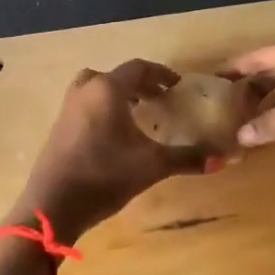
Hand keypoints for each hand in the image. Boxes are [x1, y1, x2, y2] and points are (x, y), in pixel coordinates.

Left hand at [9, 61, 207, 243]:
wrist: (52, 205)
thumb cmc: (104, 176)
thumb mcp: (151, 166)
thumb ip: (187, 158)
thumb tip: (222, 159)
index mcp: (107, 89)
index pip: (139, 68)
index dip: (161, 74)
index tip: (178, 86)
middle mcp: (86, 90)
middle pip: (117, 76)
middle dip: (142, 84)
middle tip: (161, 98)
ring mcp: (68, 107)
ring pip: (98, 87)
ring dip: (120, 94)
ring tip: (139, 112)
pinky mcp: (59, 125)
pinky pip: (87, 103)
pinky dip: (104, 106)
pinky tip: (116, 133)